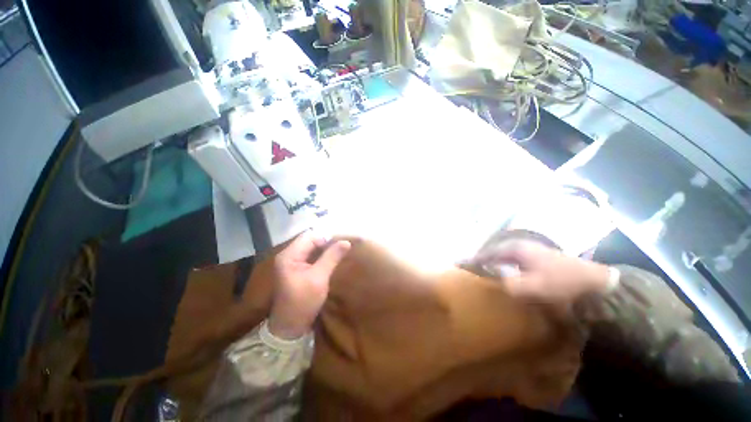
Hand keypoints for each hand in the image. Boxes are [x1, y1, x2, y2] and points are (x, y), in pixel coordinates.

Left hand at [269, 231, 350, 338]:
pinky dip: (322, 255)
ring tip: (341, 250)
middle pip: (310, 241)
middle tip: (343, 246)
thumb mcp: (319, 278)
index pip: (310, 237)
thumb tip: (346, 242)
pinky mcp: (297, 269)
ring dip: (326, 249)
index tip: (342, 243)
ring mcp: (292, 262)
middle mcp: (289, 255)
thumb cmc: (303, 302)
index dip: (326, 237)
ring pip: (312, 248)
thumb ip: (332, 257)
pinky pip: (311, 256)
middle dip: (327, 242)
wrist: (290, 327)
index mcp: (289, 255)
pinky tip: (333, 258)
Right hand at [469, 240, 610, 302]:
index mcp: (516, 248)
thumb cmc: (562, 283)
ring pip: (502, 254)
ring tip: (480, 268)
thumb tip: (495, 281)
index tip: (460, 263)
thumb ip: (511, 284)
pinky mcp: (535, 256)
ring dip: (491, 260)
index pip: (489, 252)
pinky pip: (511, 258)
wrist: (594, 282)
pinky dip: (501, 263)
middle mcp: (520, 245)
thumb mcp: (536, 287)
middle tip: (468, 266)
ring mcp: (528, 249)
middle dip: (480, 258)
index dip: (474, 258)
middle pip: (494, 250)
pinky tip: (501, 271)